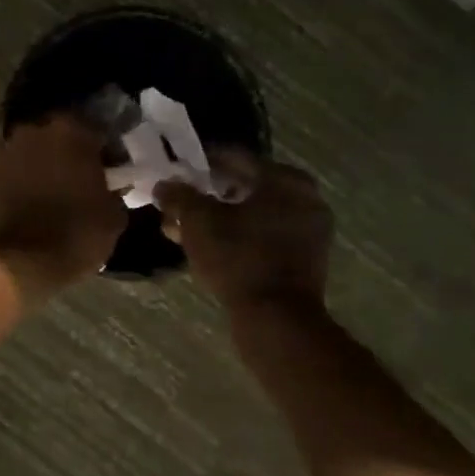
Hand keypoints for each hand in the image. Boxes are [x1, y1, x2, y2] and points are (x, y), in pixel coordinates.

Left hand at [0, 115, 128, 299]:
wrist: (21, 260)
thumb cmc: (76, 233)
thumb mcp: (114, 215)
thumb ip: (116, 188)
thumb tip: (113, 183)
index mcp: (73, 130)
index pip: (100, 129)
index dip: (110, 149)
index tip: (116, 167)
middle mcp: (39, 128)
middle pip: (65, 132)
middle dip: (78, 149)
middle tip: (90, 173)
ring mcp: (12, 146)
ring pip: (41, 145)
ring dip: (52, 158)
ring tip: (65, 183)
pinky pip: (22, 162)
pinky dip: (32, 171)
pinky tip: (44, 189)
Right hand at [156, 151, 332, 313]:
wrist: (276, 318)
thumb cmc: (238, 258)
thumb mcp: (197, 221)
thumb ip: (178, 196)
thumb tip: (164, 184)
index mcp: (284, 179)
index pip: (234, 157)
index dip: (200, 163)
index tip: (176, 172)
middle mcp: (305, 197)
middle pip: (244, 185)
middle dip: (207, 194)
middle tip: (179, 202)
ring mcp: (310, 228)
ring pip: (254, 211)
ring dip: (219, 216)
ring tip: (186, 228)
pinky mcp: (306, 256)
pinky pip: (266, 232)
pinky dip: (239, 233)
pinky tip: (209, 246)